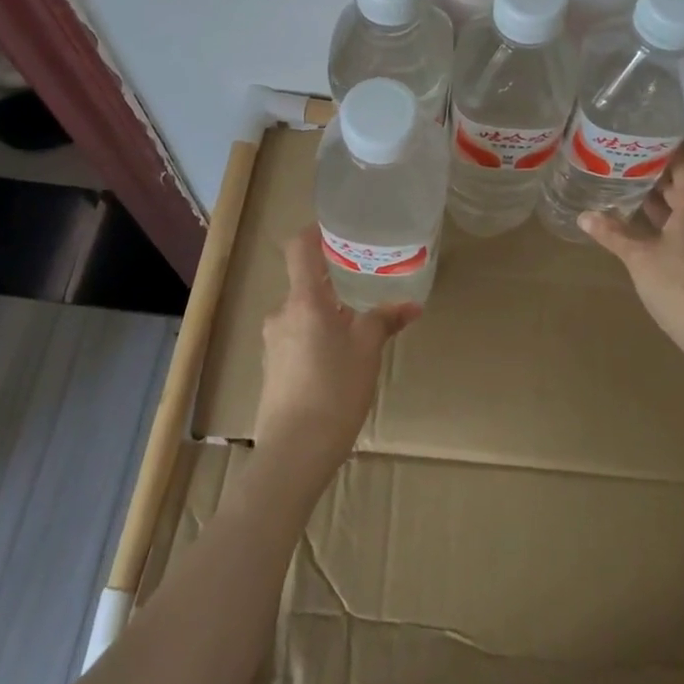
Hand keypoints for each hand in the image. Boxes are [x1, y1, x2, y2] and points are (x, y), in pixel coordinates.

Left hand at [254, 226, 418, 489]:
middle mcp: (282, 313)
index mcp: (303, 300)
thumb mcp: (367, 352)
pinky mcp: (273, 367)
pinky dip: (317, 334)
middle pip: (305, 281)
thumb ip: (385, 320)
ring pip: (302, 311)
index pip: (299, 247)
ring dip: (327, 310)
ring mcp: (273, 341)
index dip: (315, 232)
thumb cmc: (334, 391)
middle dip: (333, 280)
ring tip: (357, 322)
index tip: (339, 230)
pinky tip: (339, 357)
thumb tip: (411, 304)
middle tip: (365, 279)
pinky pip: (297, 336)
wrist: (293, 454)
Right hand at [580, 150, 683, 357]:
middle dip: (658, 176)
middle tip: (627, 165)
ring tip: (631, 193)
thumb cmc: (680, 287)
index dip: (670, 149)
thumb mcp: (639, 258)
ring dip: (663, 202)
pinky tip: (647, 230)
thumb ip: (613, 234)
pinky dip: (670, 223)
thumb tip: (584, 214)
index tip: (645, 138)